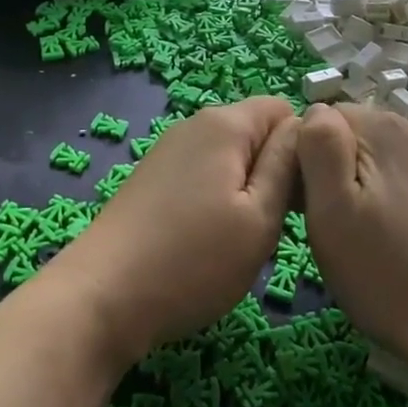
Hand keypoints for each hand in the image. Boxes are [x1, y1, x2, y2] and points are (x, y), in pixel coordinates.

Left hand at [52, 98, 301, 365]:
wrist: (102, 297)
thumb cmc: (194, 260)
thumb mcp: (260, 217)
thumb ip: (287, 164)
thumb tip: (305, 124)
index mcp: (225, 124)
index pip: (284, 110)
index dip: (302, 148)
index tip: (300, 197)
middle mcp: (194, 125)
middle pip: (255, 132)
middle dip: (273, 171)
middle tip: (273, 226)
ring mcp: (168, 151)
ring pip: (230, 157)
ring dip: (245, 190)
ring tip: (240, 239)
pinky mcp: (152, 178)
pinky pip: (203, 174)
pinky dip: (216, 200)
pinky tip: (207, 241)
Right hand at [298, 104, 407, 378]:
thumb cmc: (389, 275)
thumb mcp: (331, 211)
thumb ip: (318, 147)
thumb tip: (316, 113)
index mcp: (385, 127)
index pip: (324, 119)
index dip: (309, 158)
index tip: (312, 205)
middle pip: (359, 135)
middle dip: (342, 171)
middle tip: (341, 228)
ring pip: (389, 158)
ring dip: (373, 185)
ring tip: (376, 239)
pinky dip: (405, 199)